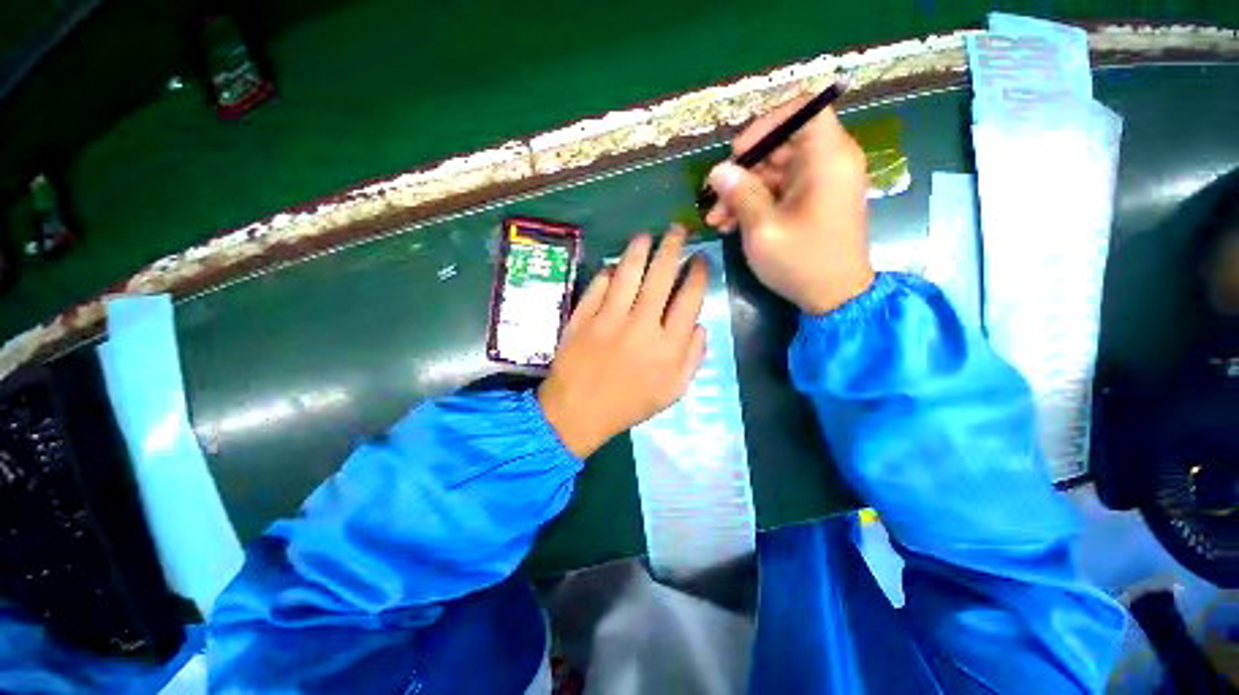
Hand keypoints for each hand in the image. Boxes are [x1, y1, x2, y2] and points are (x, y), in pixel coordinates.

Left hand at [539, 226, 708, 458]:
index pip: (689, 299)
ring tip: (647, 236)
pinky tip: (615, 266)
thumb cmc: (629, 404)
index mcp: (667, 346)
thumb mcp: (673, 391)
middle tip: (678, 230)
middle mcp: (641, 326)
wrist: (579, 411)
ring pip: (628, 274)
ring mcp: (609, 318)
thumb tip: (700, 324)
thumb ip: (693, 358)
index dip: (698, 274)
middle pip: (661, 277)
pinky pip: (599, 286)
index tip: (701, 259)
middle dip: (673, 248)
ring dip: (639, 250)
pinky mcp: (583, 317)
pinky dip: (608, 272)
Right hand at [705, 99, 874, 314]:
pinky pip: (780, 191)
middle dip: (744, 170)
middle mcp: (829, 163)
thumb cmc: (802, 262)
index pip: (805, 109)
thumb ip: (740, 194)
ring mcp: (820, 184)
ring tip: (715, 219)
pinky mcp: (812, 202)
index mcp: (828, 159)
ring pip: (775, 171)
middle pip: (782, 144)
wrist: (834, 297)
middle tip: (714, 196)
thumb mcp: (763, 230)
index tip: (739, 152)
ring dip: (742, 192)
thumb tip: (718, 170)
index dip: (768, 123)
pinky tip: (729, 224)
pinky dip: (755, 203)